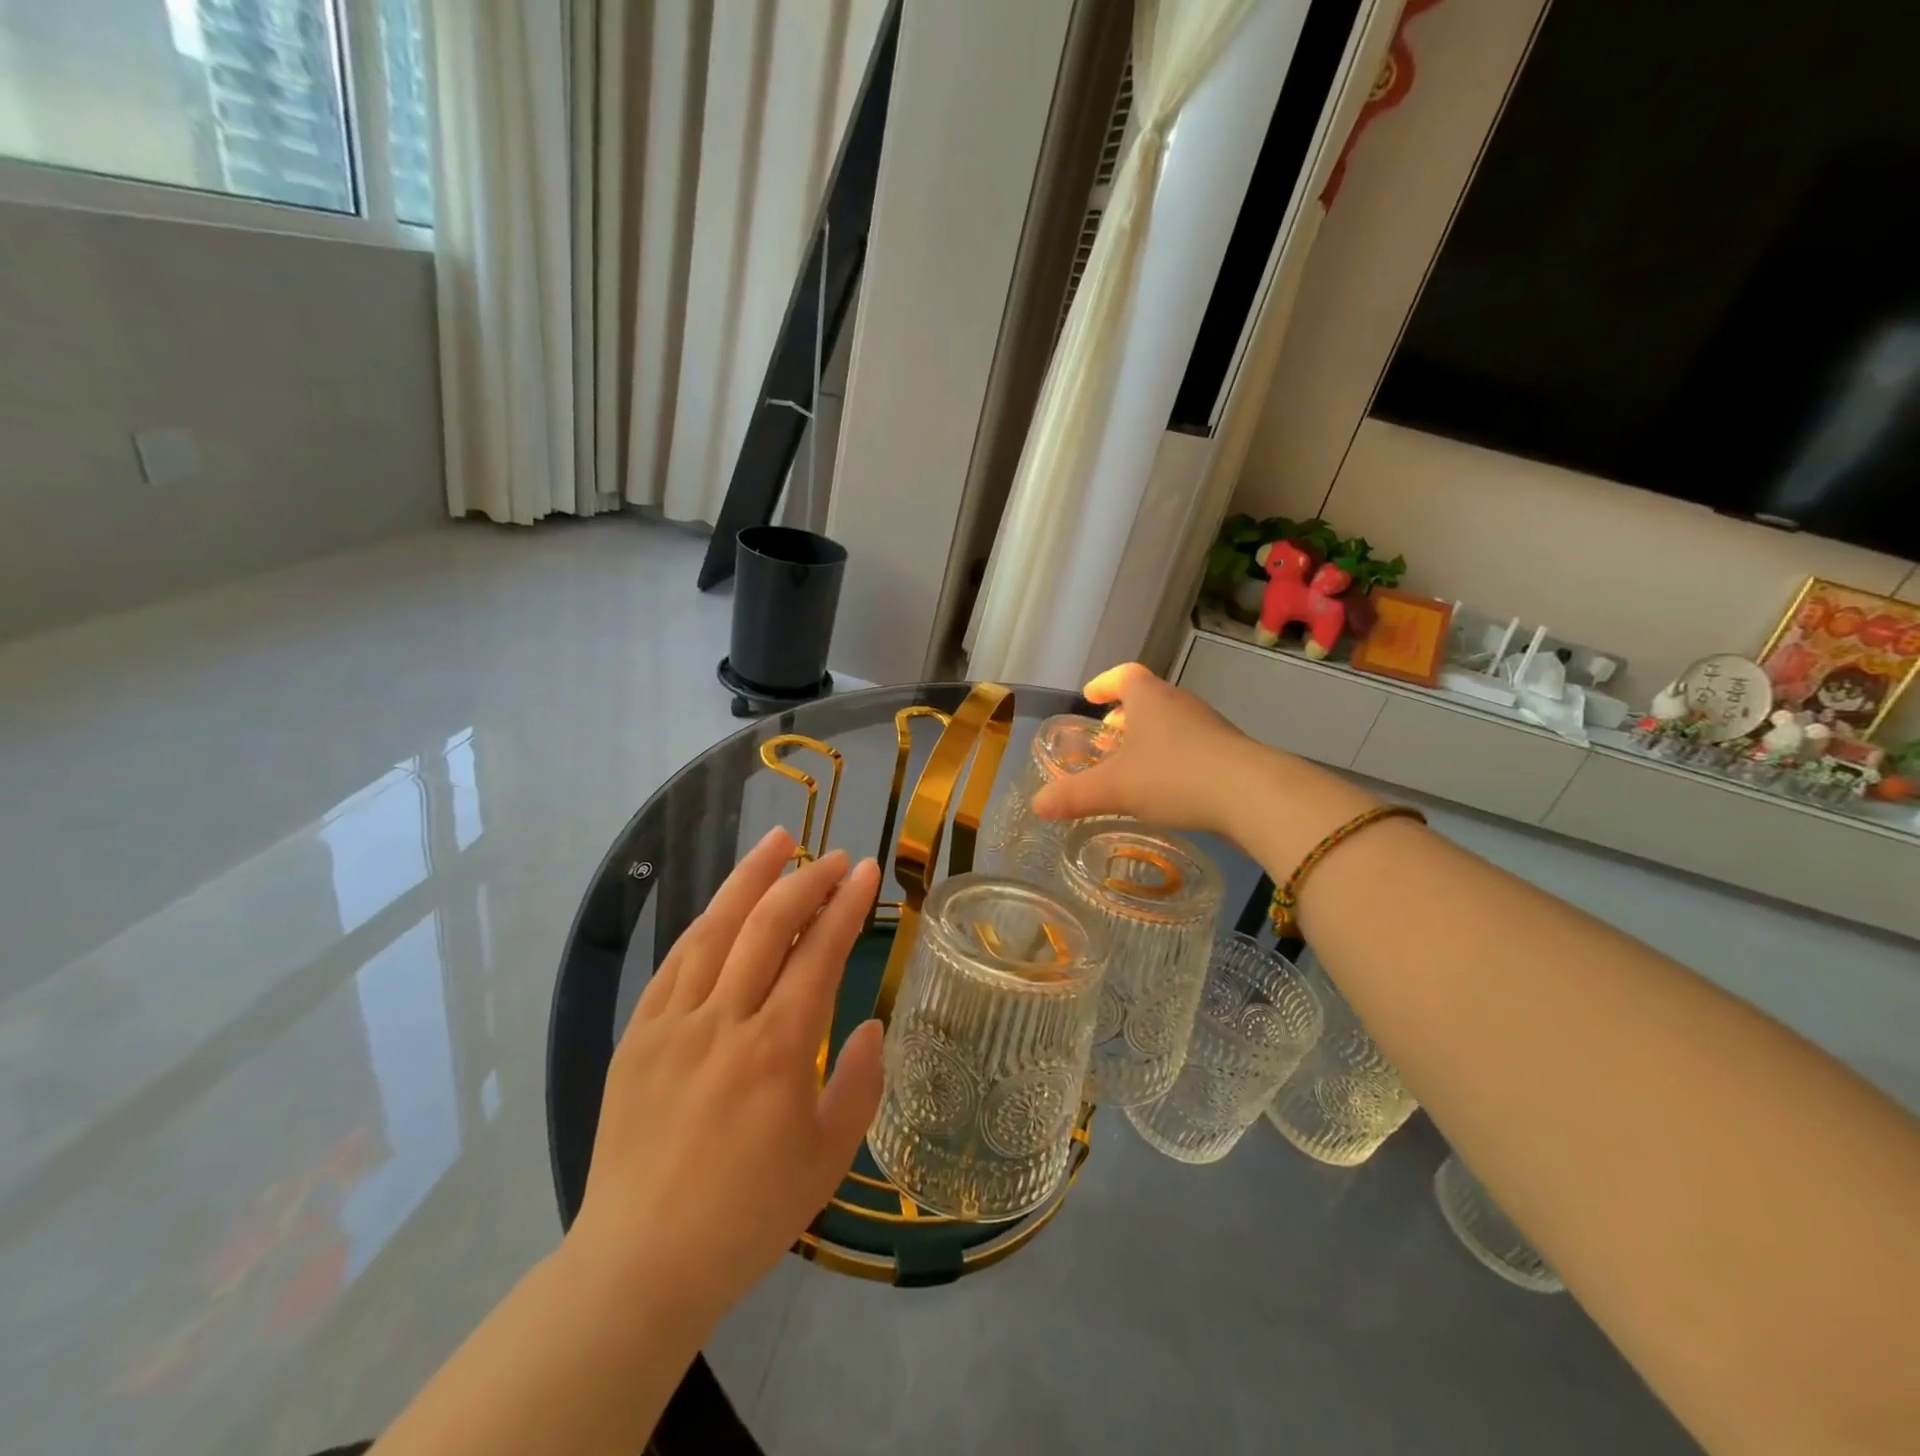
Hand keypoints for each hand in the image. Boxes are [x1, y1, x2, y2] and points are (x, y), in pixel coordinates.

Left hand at [571, 828, 883, 1330]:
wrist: (641, 1264)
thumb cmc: (748, 1215)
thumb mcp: (829, 1159)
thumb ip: (858, 1084)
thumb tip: (872, 1025)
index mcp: (777, 1049)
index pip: (819, 952)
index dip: (846, 905)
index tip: (866, 871)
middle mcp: (724, 1021)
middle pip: (767, 926)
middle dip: (806, 881)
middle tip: (834, 856)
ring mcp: (674, 1023)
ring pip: (715, 929)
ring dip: (749, 879)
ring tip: (777, 843)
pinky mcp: (638, 1035)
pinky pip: (674, 962)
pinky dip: (704, 924)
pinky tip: (722, 906)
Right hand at [1030, 663, 1258, 834]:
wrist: (1252, 794)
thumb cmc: (1173, 776)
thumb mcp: (1114, 789)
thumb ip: (1074, 796)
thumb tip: (1036, 805)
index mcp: (1149, 699)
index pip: (1124, 675)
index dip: (1103, 683)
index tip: (1090, 696)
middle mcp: (1179, 703)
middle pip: (1148, 698)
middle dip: (1124, 714)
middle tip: (1108, 735)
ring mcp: (1209, 726)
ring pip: (1171, 722)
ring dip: (1149, 736)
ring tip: (1134, 764)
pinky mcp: (1230, 750)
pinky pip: (1192, 744)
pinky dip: (1172, 756)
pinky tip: (1168, 785)